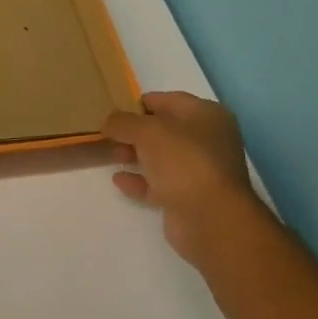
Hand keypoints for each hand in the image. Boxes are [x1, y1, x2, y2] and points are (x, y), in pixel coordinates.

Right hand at [103, 93, 263, 264]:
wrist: (210, 218)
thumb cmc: (183, 161)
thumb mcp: (147, 131)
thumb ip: (122, 122)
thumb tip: (108, 122)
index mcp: (206, 115)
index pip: (167, 100)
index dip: (138, 104)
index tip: (111, 111)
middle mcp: (207, 140)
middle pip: (163, 130)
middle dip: (134, 131)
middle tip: (107, 135)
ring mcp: (199, 170)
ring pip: (160, 157)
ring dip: (135, 155)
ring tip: (109, 155)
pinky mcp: (189, 197)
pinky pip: (158, 184)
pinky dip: (139, 181)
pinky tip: (119, 180)